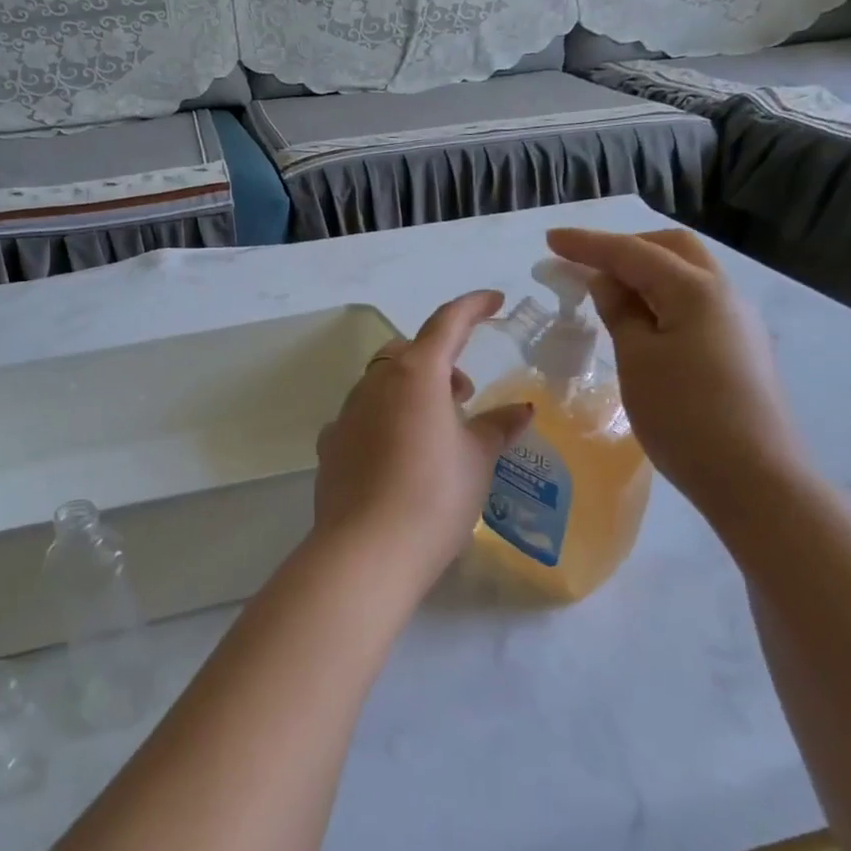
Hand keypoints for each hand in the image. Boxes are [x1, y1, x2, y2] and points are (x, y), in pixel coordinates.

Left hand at [314, 291, 534, 587]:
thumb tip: (520, 409)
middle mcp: (374, 384)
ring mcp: (345, 415)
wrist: (367, 550)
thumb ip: (497, 427)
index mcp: (415, 375)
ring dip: (410, 390)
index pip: (446, 324)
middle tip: (463, 391)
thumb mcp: (477, 459)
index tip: (494, 300)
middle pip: (406, 352)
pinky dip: (383, 420)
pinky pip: (360, 417)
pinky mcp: (330, 447)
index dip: (472, 307)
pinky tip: (397, 453)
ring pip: (380, 383)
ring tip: (435, 427)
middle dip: (437, 359)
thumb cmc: (435, 496)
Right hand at [545, 227, 806, 520]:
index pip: (632, 252)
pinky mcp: (738, 348)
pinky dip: (661, 298)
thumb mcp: (637, 360)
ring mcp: (736, 321)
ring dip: (645, 272)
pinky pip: (694, 304)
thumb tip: (604, 280)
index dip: (588, 244)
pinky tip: (641, 322)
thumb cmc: (684, 415)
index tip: (550, 239)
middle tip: (584, 261)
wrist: (754, 476)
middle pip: (672, 249)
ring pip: (687, 276)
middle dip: (625, 246)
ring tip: (606, 291)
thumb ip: (620, 312)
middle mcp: (723, 294)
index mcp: (695, 289)